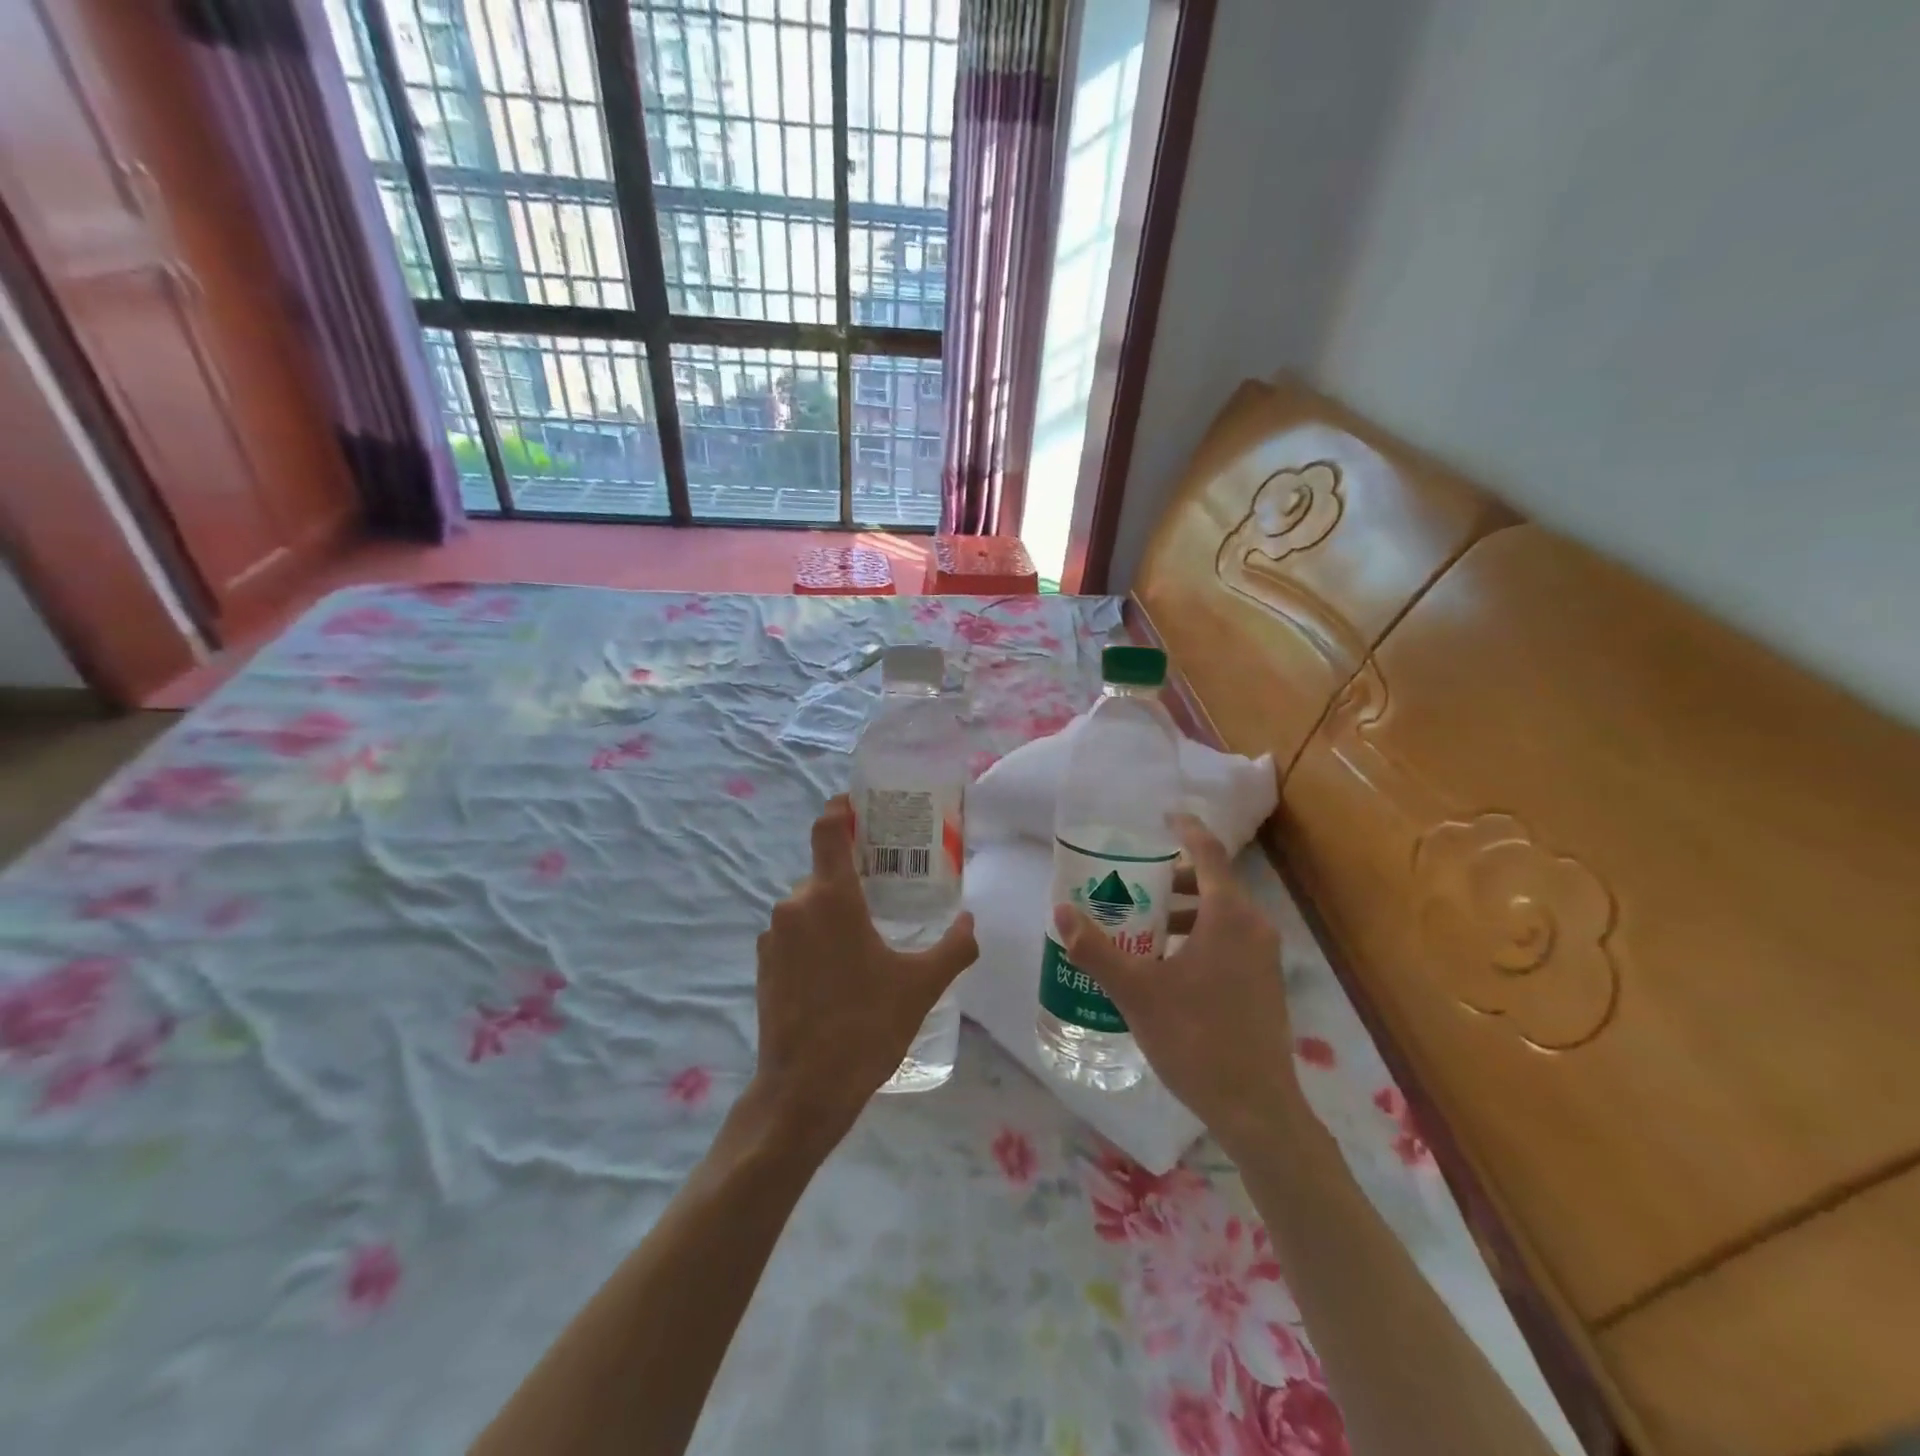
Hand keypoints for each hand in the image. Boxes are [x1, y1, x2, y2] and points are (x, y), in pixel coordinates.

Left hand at [751, 796, 976, 1146]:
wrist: (803, 1091)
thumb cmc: (866, 1026)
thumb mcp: (921, 985)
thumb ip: (954, 947)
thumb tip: (972, 922)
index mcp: (831, 897)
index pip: (828, 828)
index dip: (841, 809)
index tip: (861, 805)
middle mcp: (795, 905)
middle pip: (825, 871)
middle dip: (854, 876)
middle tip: (889, 889)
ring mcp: (772, 936)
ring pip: (809, 905)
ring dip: (836, 911)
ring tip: (869, 937)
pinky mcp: (762, 965)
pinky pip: (794, 933)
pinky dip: (816, 937)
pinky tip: (841, 970)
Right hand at [1051, 814, 1296, 1150]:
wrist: (1258, 1109)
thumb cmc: (1196, 1038)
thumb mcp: (1136, 991)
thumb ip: (1096, 949)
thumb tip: (1061, 911)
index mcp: (1228, 915)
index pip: (1208, 852)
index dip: (1186, 829)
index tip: (1162, 816)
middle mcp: (1253, 927)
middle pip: (1212, 883)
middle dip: (1171, 878)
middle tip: (1131, 883)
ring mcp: (1264, 957)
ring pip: (1219, 914)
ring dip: (1181, 911)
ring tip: (1140, 926)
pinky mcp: (1263, 983)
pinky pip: (1228, 940)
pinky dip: (1197, 935)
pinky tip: (1165, 966)